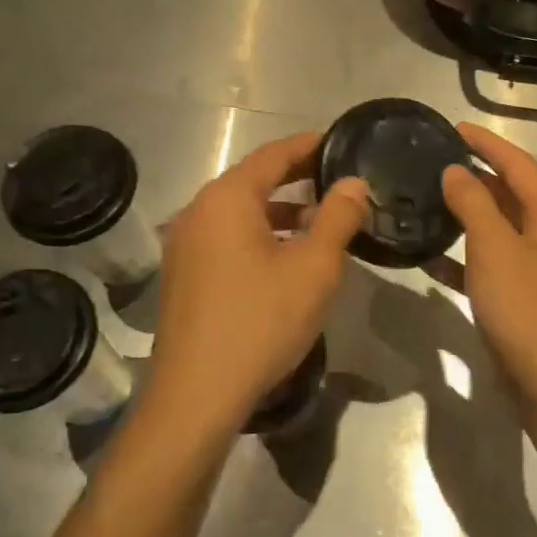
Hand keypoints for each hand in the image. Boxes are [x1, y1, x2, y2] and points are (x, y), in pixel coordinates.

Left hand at [146, 133, 367, 430]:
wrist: (198, 393)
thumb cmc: (262, 321)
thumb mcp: (314, 267)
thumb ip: (338, 217)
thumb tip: (353, 183)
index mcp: (227, 199)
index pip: (273, 155)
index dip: (309, 146)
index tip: (340, 142)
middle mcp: (198, 212)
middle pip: (253, 181)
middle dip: (297, 179)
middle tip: (338, 180)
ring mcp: (184, 245)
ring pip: (240, 213)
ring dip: (280, 212)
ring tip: (320, 223)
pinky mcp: (183, 276)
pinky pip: (226, 239)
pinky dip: (259, 236)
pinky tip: (286, 259)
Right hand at [440, 124, 536, 419]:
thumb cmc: (526, 309)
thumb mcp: (495, 248)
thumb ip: (474, 204)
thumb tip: (456, 171)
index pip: (518, 164)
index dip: (486, 142)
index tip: (452, 127)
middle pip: (510, 194)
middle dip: (474, 176)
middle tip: (432, 163)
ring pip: (498, 230)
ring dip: (466, 216)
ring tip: (426, 202)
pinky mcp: (523, 298)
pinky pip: (490, 265)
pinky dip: (463, 258)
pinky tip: (430, 261)